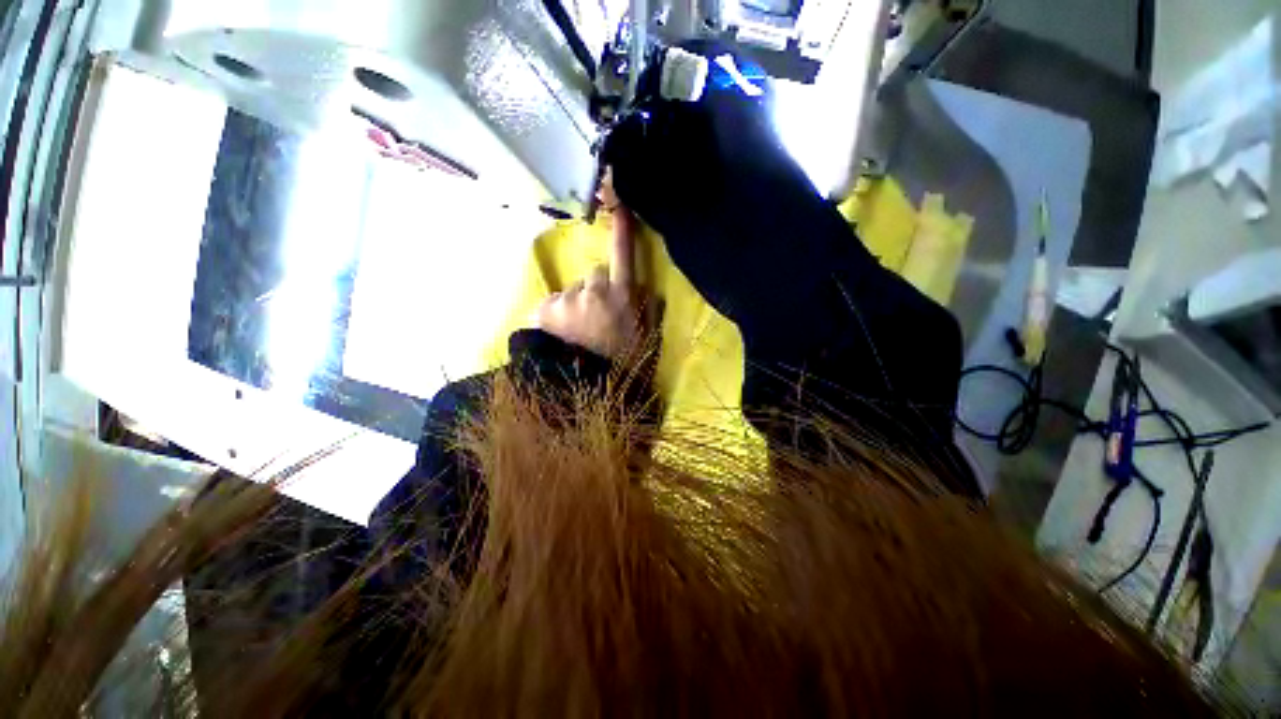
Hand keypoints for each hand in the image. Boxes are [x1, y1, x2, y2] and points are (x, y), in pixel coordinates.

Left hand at [534, 205, 643, 358]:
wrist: (588, 389)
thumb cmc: (624, 364)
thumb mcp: (648, 339)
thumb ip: (651, 309)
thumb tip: (646, 287)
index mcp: (622, 295)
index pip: (623, 255)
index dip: (622, 231)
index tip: (619, 206)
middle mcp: (594, 290)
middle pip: (594, 274)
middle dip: (596, 288)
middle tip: (597, 317)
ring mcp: (567, 299)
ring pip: (573, 291)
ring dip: (576, 304)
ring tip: (578, 333)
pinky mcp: (544, 310)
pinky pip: (554, 303)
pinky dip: (557, 315)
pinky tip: (563, 335)